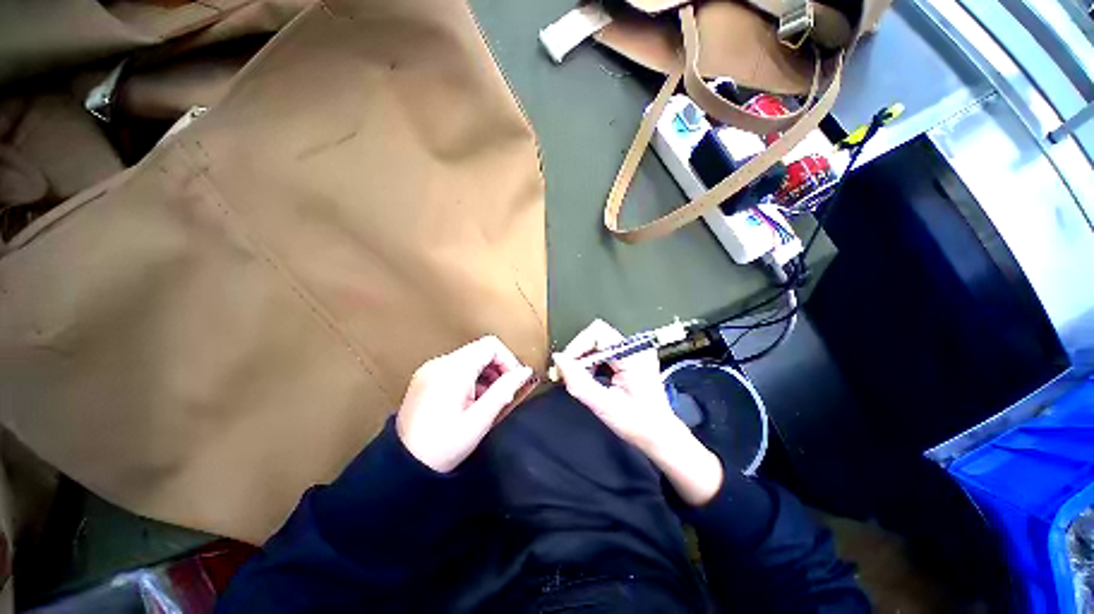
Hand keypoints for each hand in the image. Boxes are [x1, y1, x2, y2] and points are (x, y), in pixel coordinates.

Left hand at [397, 336, 532, 472]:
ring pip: (469, 359)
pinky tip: (471, 402)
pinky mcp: (425, 378)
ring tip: (486, 402)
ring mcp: (430, 370)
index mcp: (453, 370)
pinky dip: (470, 379)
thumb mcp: (479, 420)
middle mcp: (440, 363)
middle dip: (497, 369)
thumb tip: (525, 373)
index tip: (514, 381)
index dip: (508, 360)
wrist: (401, 467)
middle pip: (480, 350)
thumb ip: (505, 390)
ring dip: (485, 375)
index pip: (490, 345)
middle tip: (503, 394)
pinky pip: (456, 369)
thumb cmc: (441, 447)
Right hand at [553, 320, 722, 504]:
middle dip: (579, 352)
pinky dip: (593, 362)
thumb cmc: (637, 424)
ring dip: (585, 358)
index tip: (566, 365)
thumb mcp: (603, 405)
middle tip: (569, 373)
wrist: (661, 436)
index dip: (578, 346)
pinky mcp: (632, 358)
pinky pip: (605, 351)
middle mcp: (636, 348)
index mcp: (633, 356)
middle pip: (597, 335)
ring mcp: (635, 352)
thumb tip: (558, 360)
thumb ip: (578, 381)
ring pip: (599, 342)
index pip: (598, 333)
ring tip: (580, 378)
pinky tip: (591, 378)